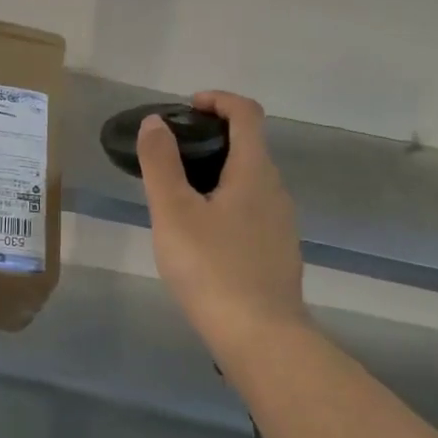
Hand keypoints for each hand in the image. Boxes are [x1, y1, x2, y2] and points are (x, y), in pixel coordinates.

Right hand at [137, 91, 308, 354]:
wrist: (261, 337)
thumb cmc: (212, 268)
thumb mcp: (173, 212)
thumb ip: (161, 163)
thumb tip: (156, 122)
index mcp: (254, 171)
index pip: (247, 113)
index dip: (218, 100)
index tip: (187, 108)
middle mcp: (275, 190)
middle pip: (248, 146)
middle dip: (211, 138)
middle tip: (171, 155)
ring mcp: (281, 223)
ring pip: (249, 181)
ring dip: (217, 173)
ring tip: (179, 197)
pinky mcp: (278, 252)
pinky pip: (252, 211)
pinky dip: (227, 203)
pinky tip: (202, 236)